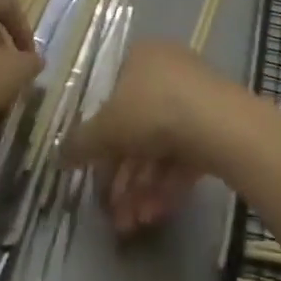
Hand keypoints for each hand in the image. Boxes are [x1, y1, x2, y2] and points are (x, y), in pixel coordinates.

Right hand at [65, 40, 227, 237]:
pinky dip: (168, 185)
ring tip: (133, 224)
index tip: (93, 172)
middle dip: (123, 176)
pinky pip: (184, 155)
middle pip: (136, 128)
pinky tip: (156, 215)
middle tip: (114, 213)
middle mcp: (168, 71)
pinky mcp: (217, 125)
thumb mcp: (106, 128)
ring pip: (160, 147)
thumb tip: (58, 155)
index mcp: (140, 57)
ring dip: (142, 188)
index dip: (100, 138)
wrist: (221, 125)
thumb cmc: (153, 111)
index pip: (111, 95)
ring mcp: (196, 98)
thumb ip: (81, 143)